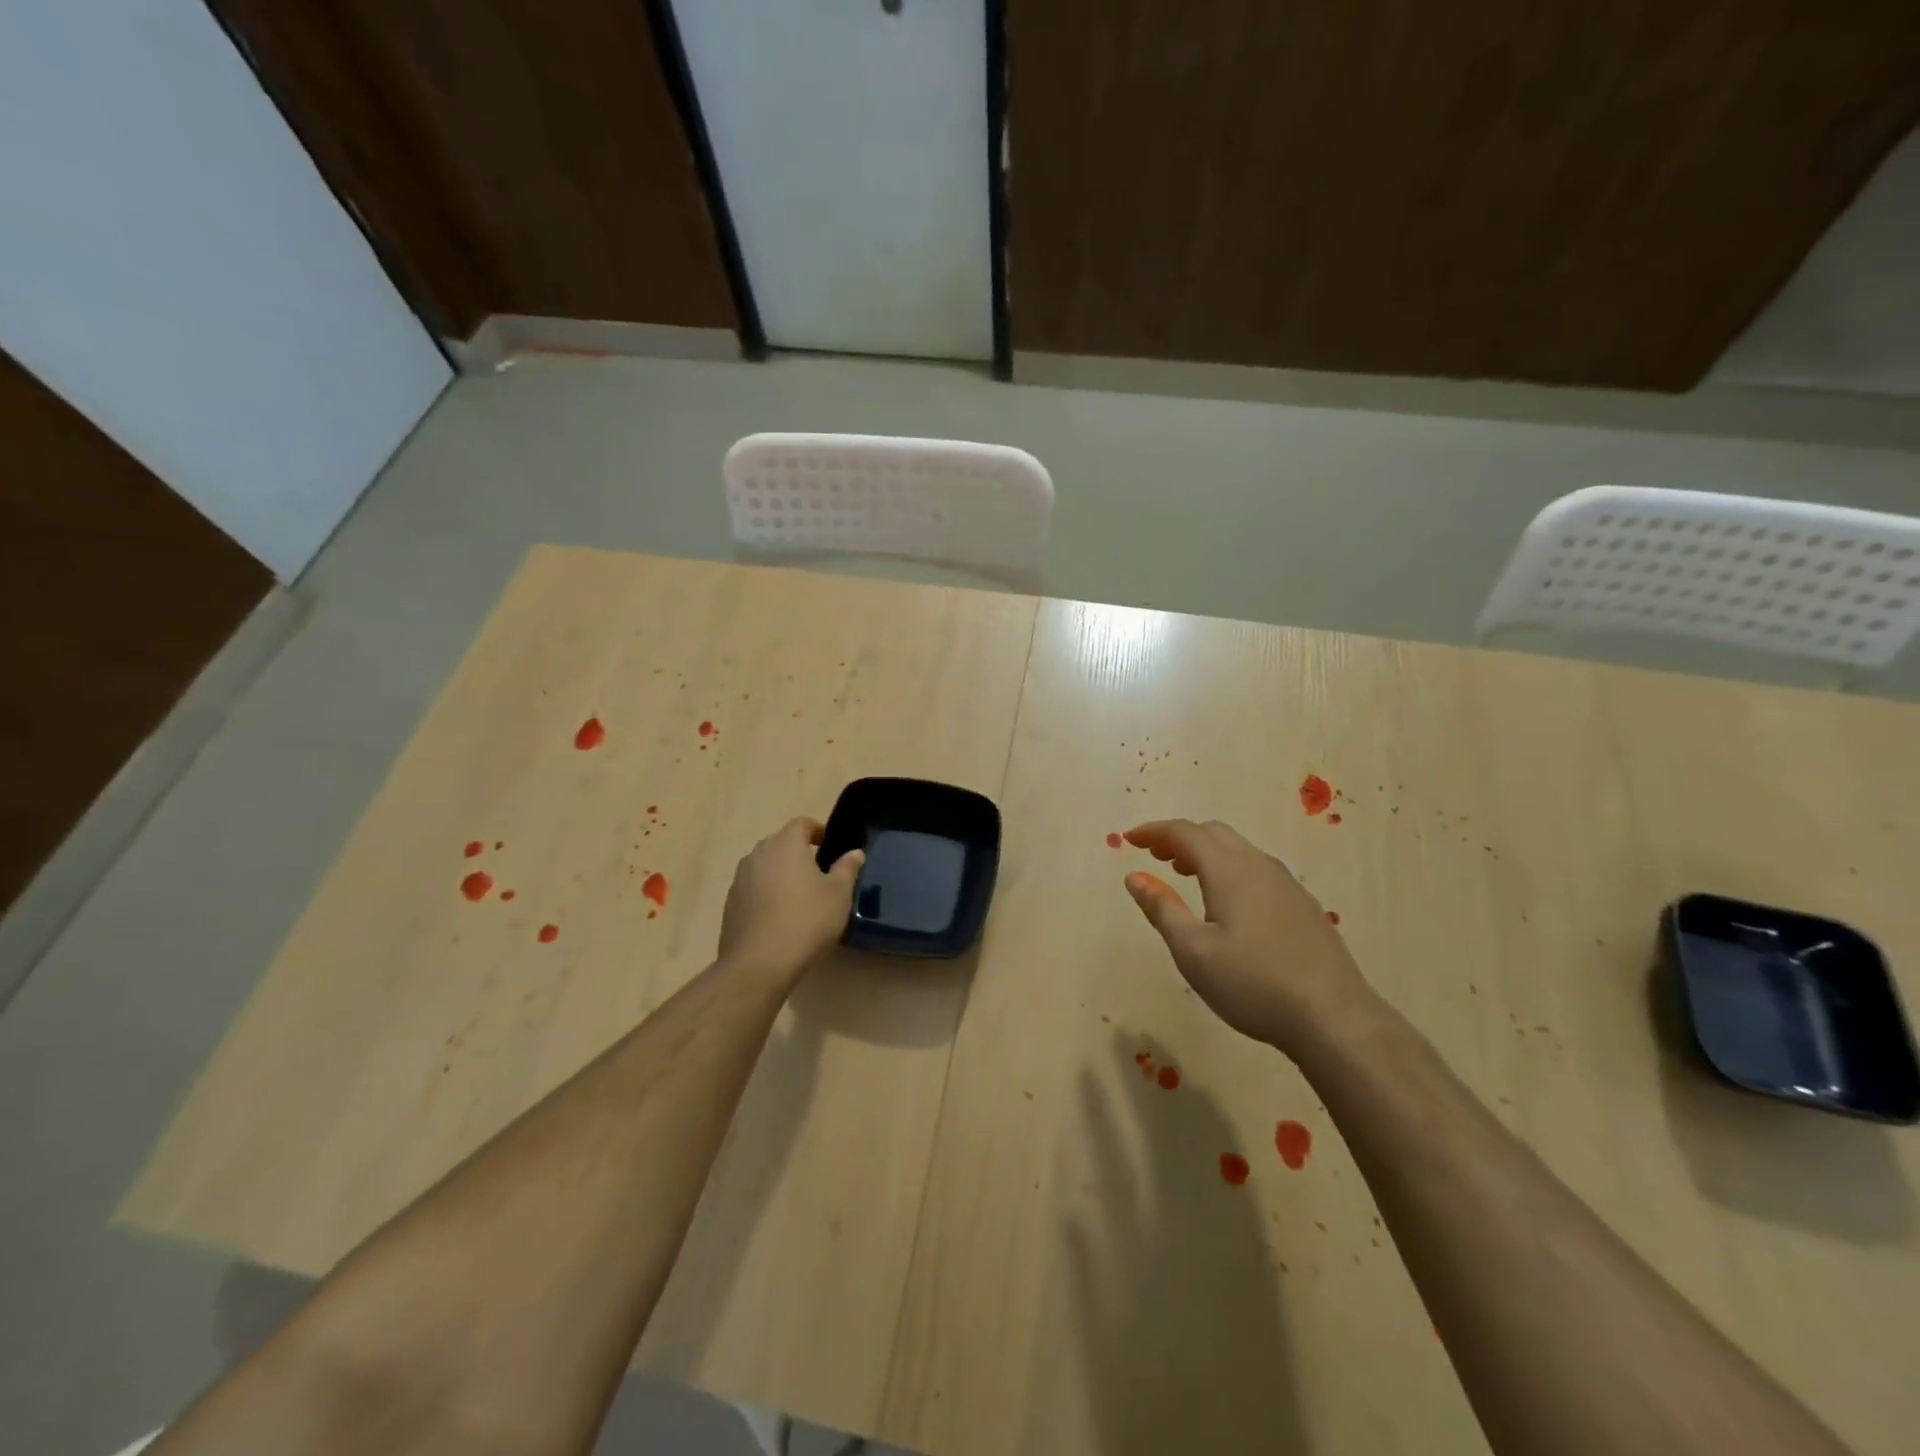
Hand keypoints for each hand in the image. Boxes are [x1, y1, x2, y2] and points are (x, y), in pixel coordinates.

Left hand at [718, 818, 864, 981]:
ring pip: (764, 865)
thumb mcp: (838, 895)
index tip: (829, 846)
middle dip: (798, 852)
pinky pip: (752, 888)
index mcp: (786, 844)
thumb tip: (854, 852)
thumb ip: (847, 869)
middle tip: (817, 872)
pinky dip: (765, 893)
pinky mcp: (730, 903)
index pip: (801, 824)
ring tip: (798, 895)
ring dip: (780, 873)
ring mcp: (740, 878)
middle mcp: (759, 853)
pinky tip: (778, 916)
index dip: (817, 831)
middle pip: (780, 843)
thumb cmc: (806, 920)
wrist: (758, 963)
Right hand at [1122, 818, 1373, 1051]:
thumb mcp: (1192, 951)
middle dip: (1179, 838)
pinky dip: (1230, 869)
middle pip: (1214, 833)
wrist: (1334, 1017)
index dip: (1153, 831)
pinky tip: (1228, 903)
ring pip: (1239, 850)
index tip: (1129, 840)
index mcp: (1229, 870)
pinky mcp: (1303, 905)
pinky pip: (1257, 869)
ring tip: (1185, 875)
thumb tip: (1135, 876)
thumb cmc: (1252, 984)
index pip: (1185, 832)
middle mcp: (1259, 866)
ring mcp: (1286, 884)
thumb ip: (1161, 909)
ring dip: (1206, 853)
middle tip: (1155, 857)